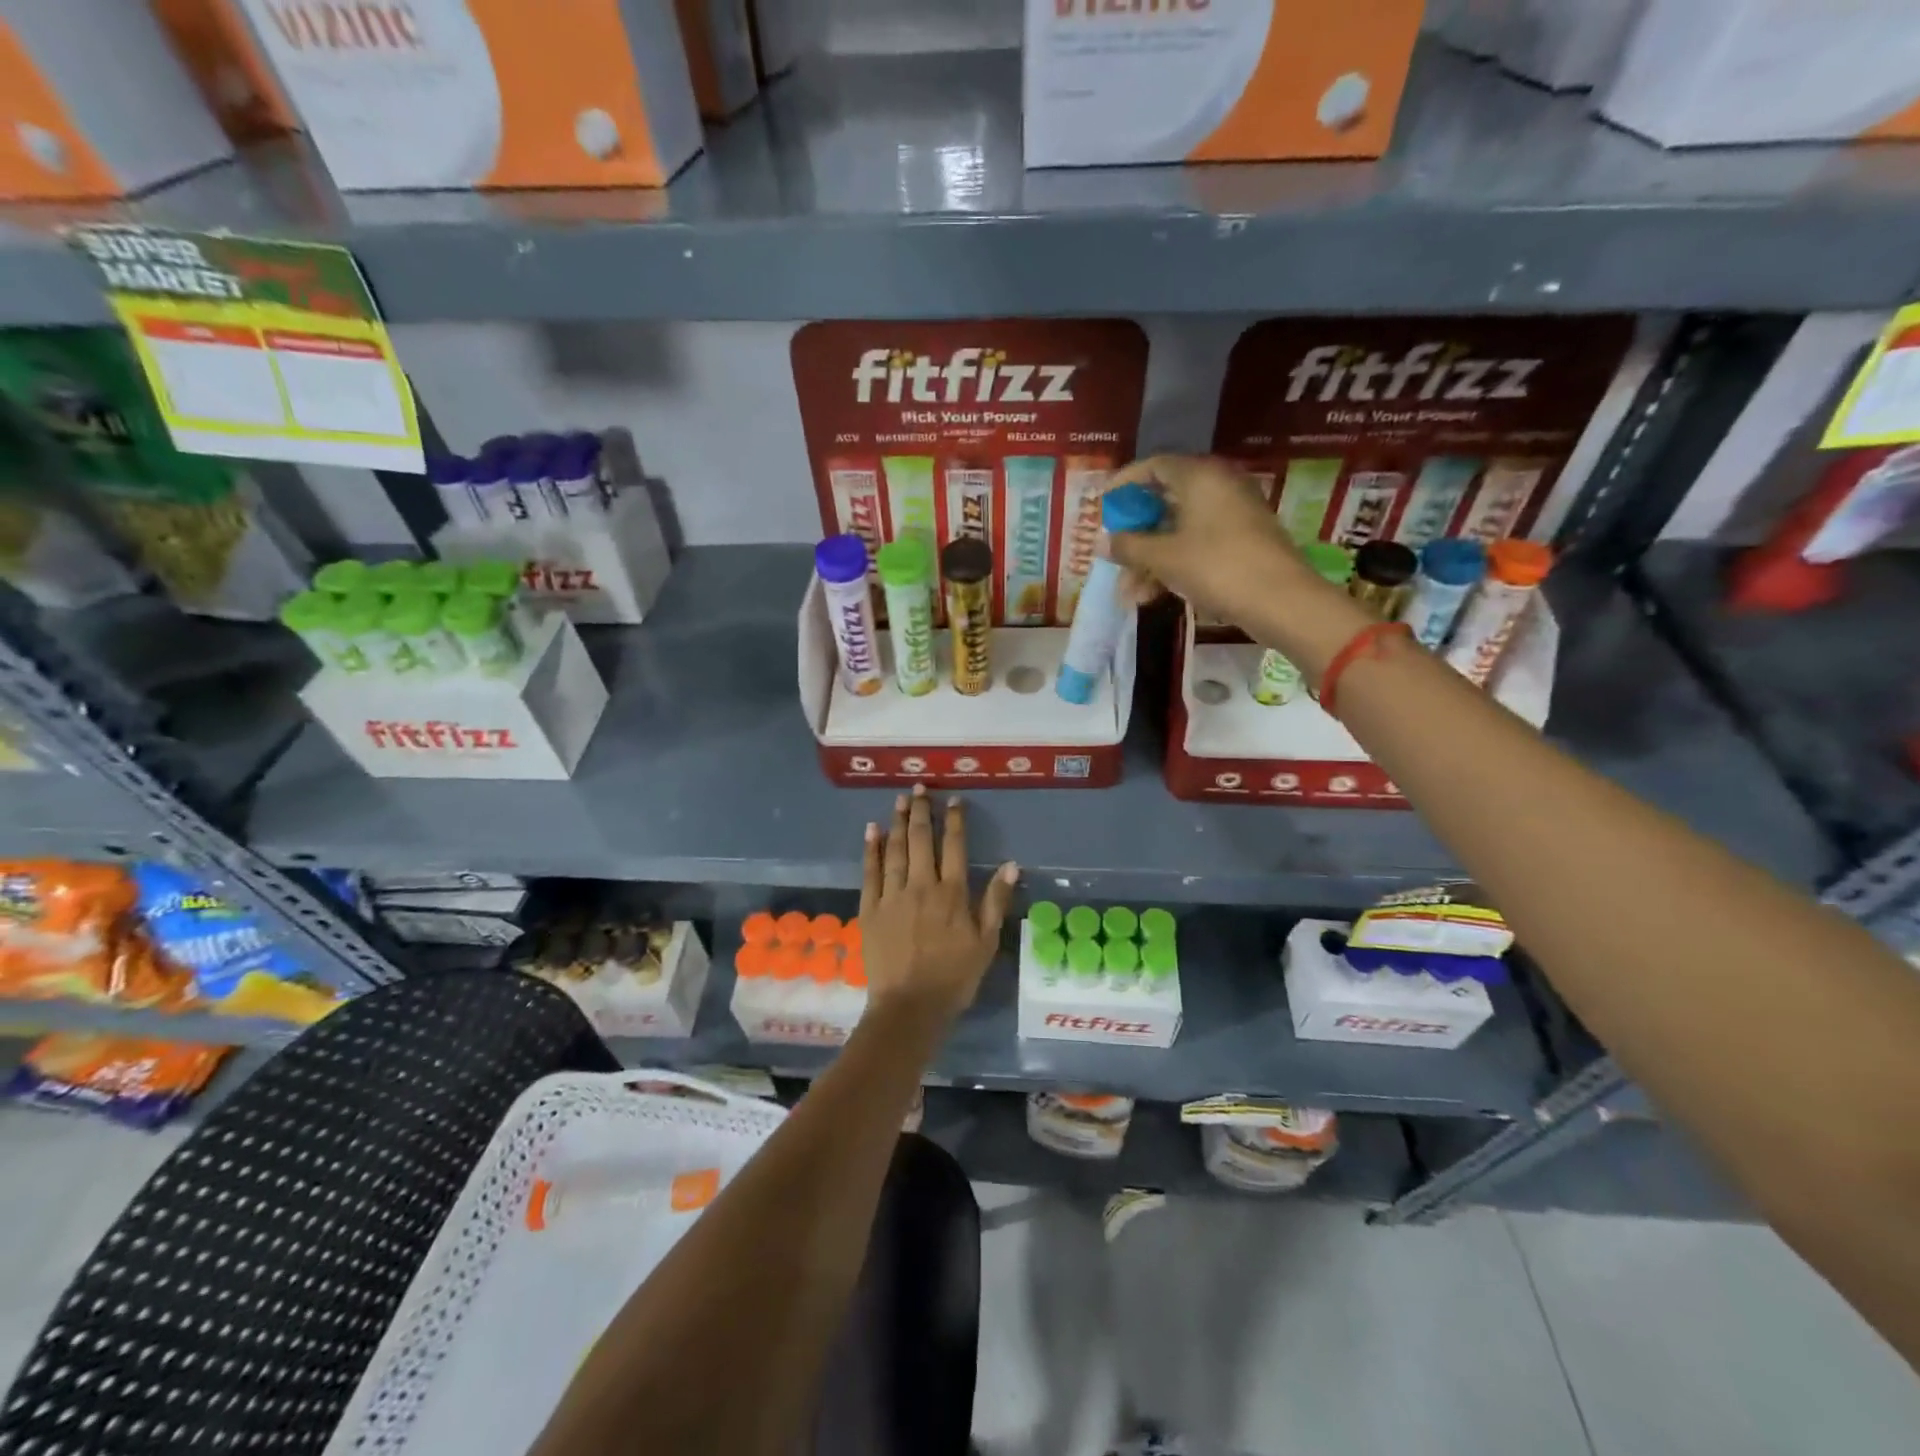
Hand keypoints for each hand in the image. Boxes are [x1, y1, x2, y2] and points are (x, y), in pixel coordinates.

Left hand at [860, 785, 1017, 1024]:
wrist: (910, 1006)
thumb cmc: (954, 977)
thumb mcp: (985, 942)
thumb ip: (995, 901)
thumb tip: (1011, 865)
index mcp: (951, 893)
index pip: (954, 845)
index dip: (954, 819)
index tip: (954, 799)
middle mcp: (921, 885)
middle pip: (920, 840)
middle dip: (921, 811)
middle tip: (919, 788)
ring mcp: (892, 896)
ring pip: (895, 850)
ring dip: (897, 822)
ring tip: (899, 799)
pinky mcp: (870, 909)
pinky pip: (870, 872)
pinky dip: (871, 849)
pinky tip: (871, 831)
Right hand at [1104, 453, 1369, 675]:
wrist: (1281, 601)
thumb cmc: (1217, 567)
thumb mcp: (1164, 558)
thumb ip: (1129, 547)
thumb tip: (1101, 543)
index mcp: (1200, 476)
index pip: (1153, 465)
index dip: (1124, 484)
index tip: (1103, 508)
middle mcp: (1217, 486)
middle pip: (1164, 502)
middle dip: (1135, 536)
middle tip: (1113, 558)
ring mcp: (1232, 515)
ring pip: (1178, 530)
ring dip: (1150, 560)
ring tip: (1130, 596)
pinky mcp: (1241, 541)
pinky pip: (1196, 545)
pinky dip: (1173, 566)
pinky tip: (1153, 596)